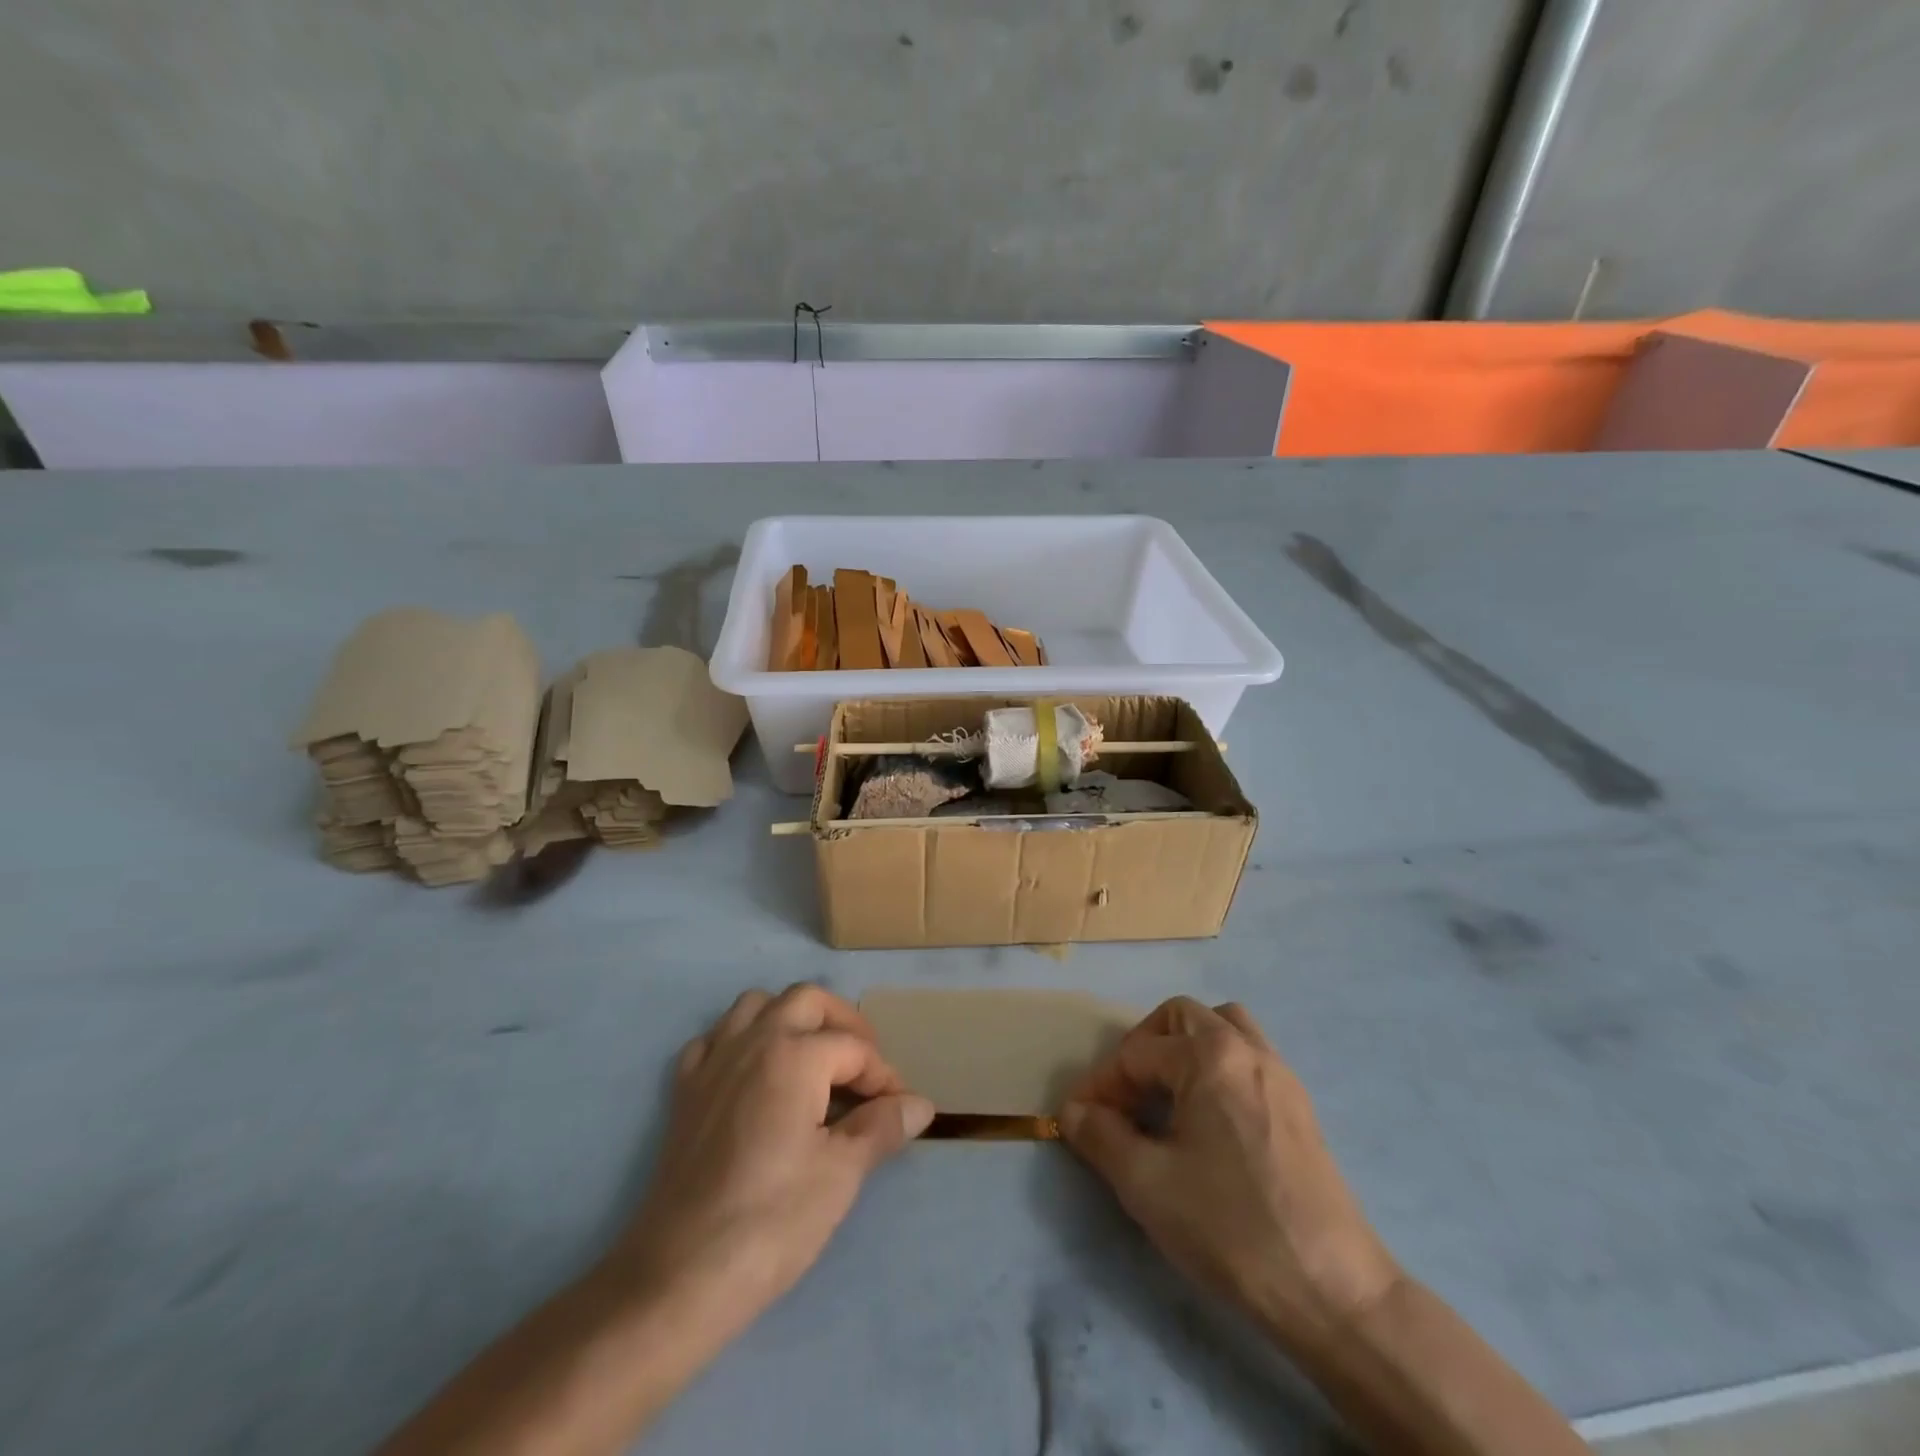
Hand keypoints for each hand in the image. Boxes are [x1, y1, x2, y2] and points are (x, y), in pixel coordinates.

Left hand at [608, 984, 934, 1346]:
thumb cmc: (771, 1221)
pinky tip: (753, 1075)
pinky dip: (740, 1041)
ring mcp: (713, 1062)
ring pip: (756, 1005)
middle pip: (807, 1000)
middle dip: (843, 1023)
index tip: (898, 1110)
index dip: (884, 1076)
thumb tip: (920, 1104)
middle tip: (864, 1066)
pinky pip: (715, 1039)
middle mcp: (752, 1041)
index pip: (854, 1048)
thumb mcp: (841, 1174)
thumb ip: (882, 1127)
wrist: (679, 1277)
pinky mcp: (685, 1091)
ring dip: (789, 1018)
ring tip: (812, 1059)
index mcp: (794, 1055)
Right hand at [1060, 997, 1400, 1350]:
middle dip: (1144, 1048)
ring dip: (1186, 1048)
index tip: (1079, 1119)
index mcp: (1210, 1056)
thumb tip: (1074, 1111)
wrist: (1333, 1293)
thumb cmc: (1230, 1228)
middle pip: (1183, 1017)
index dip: (1100, 1084)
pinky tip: (1207, 1121)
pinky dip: (1218, 1069)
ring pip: (1224, 1028)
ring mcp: (1281, 1076)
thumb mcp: (1146, 1184)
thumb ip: (1100, 1136)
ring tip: (1166, 1096)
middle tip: (1125, 1095)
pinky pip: (1249, 1059)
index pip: (1137, 1053)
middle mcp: (1248, 1049)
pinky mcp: (1301, 1108)